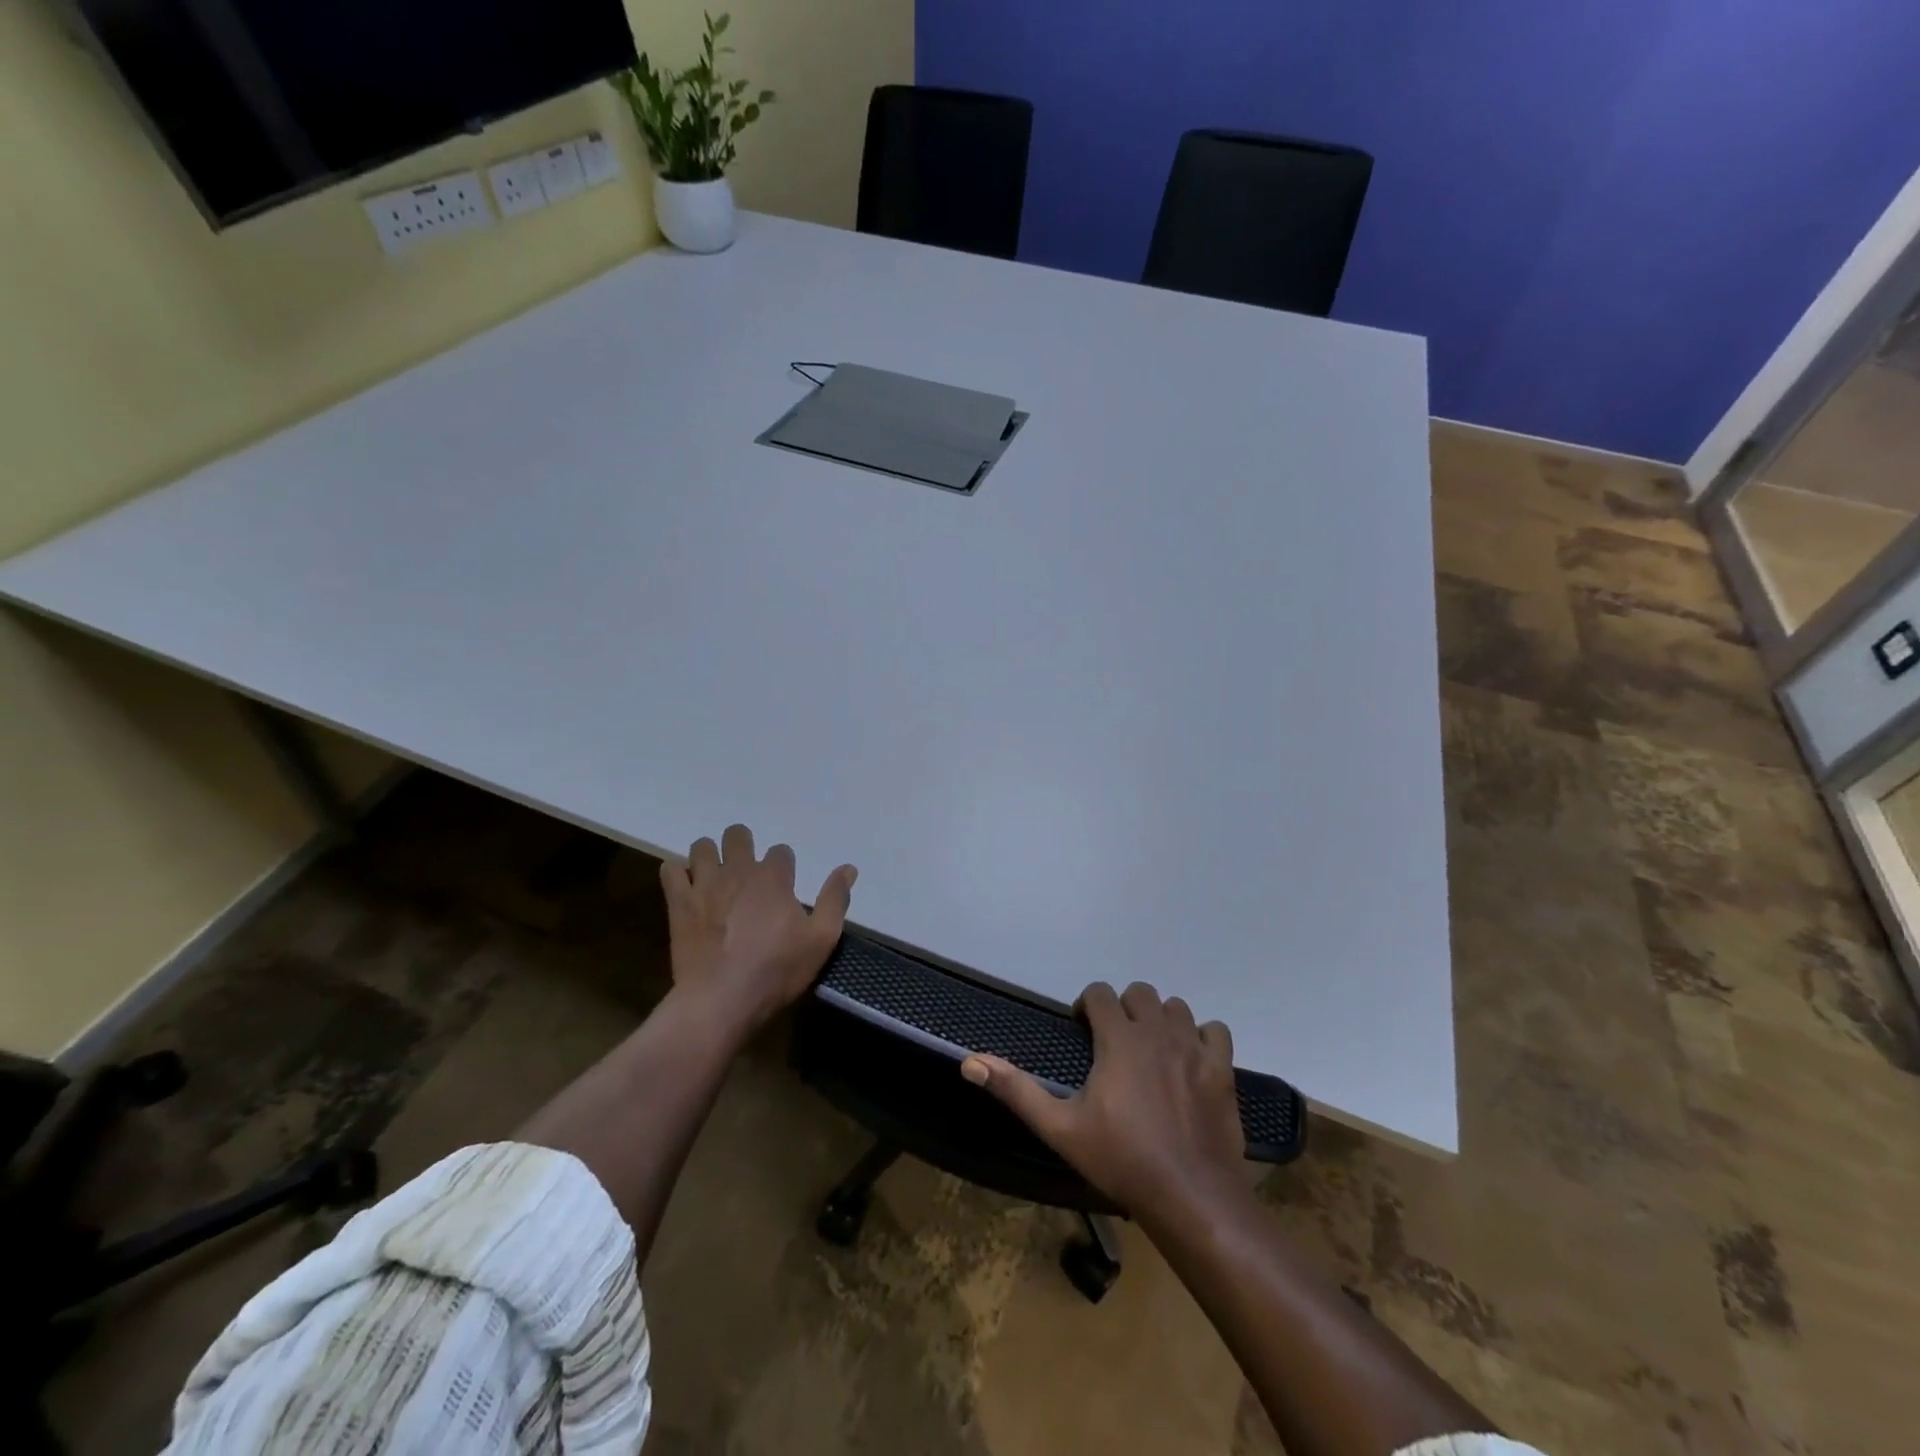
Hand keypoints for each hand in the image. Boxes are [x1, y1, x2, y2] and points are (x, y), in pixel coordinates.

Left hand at [659, 823, 856, 1033]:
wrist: (721, 1001)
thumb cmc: (776, 971)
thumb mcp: (821, 939)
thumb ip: (835, 900)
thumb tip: (849, 868)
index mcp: (773, 878)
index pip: (781, 851)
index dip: (784, 866)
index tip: (784, 887)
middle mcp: (738, 871)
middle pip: (737, 835)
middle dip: (743, 846)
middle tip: (747, 872)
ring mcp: (704, 885)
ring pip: (702, 846)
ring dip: (710, 856)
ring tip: (715, 878)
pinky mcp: (679, 903)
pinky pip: (670, 870)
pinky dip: (678, 874)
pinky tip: (687, 890)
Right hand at [961, 981, 1244, 1221]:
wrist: (1190, 1196)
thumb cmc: (1120, 1160)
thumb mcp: (1060, 1128)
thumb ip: (1016, 1090)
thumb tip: (970, 1062)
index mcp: (1119, 1039)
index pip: (1101, 993)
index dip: (1088, 1005)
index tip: (1083, 1031)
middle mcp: (1157, 1031)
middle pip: (1140, 993)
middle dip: (1124, 1008)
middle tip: (1115, 1041)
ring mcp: (1194, 1048)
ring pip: (1176, 1007)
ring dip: (1160, 1019)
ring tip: (1150, 1050)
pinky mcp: (1222, 1069)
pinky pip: (1215, 1031)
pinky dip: (1202, 1037)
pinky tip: (1190, 1059)